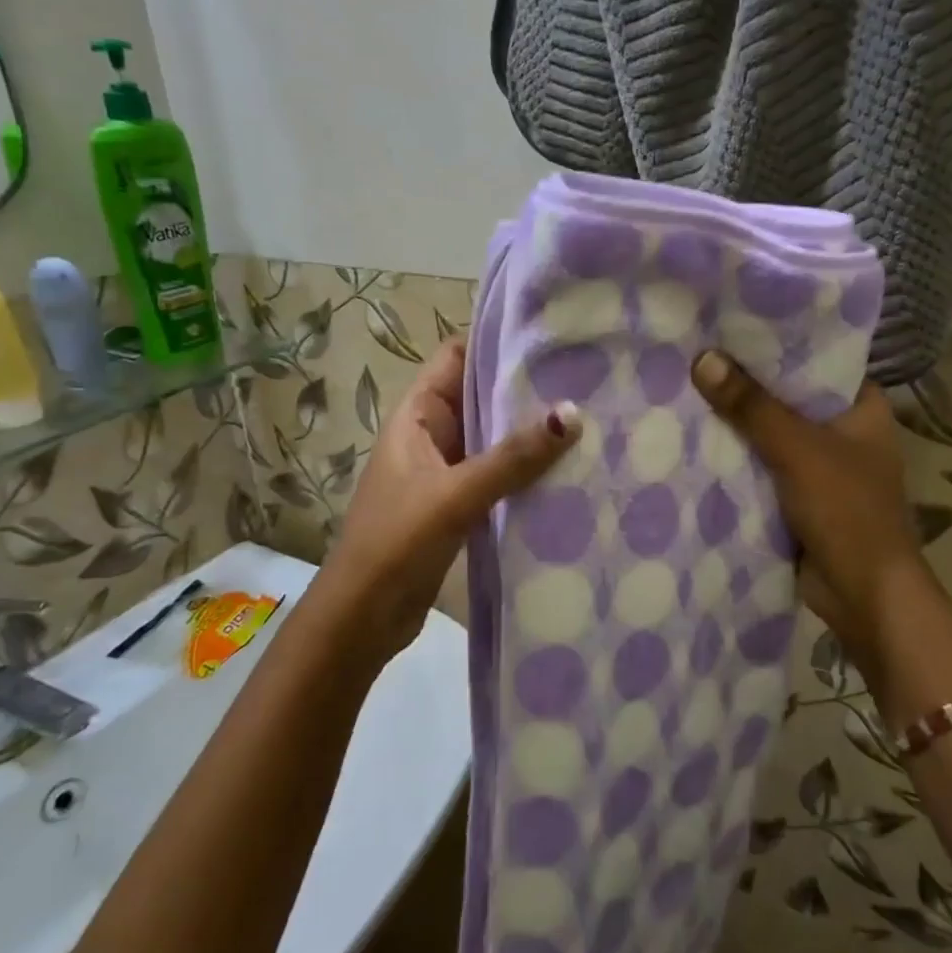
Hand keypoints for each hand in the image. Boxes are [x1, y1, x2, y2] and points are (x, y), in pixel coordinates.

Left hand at [308, 338, 579, 661]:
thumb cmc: (396, 542)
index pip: (457, 358)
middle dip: (525, 387)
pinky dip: (526, 471)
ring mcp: (446, 472)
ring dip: (529, 432)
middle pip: (480, 396)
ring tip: (588, 416)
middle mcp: (432, 436)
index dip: (495, 341)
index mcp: (417, 416)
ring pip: (493, 439)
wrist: (362, 618)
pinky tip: (567, 470)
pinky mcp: (460, 506)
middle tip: (585, 376)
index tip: (548, 334)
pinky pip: (499, 476)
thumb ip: (512, 457)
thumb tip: (572, 413)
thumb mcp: (455, 494)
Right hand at [690, 350, 945, 680]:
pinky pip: (762, 466)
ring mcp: (820, 465)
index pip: (817, 359)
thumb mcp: (797, 450)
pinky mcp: (798, 496)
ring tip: (686, 386)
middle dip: (747, 383)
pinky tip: (696, 438)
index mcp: (861, 407)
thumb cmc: (846, 510)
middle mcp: (843, 430)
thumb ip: (751, 406)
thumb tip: (703, 359)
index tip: (730, 323)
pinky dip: (737, 457)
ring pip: (772, 433)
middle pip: (788, 396)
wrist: (862, 596)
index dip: (777, 341)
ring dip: (738, 422)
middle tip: (696, 353)